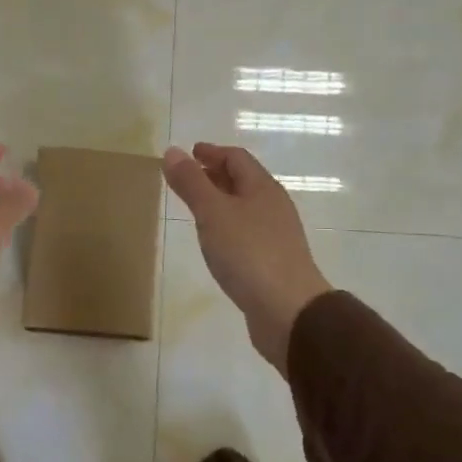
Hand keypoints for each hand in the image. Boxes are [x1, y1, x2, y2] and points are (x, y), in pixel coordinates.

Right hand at [163, 143, 331, 375]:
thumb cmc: (249, 253)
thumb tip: (172, 151)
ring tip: (198, 208)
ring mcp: (276, 235)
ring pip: (246, 208)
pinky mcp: (273, 262)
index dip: (212, 152)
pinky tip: (216, 242)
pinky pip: (247, 232)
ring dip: (222, 202)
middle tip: (189, 177)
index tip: (191, 152)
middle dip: (216, 175)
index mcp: (262, 188)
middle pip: (244, 181)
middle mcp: (273, 206)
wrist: (288, 310)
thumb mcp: (213, 213)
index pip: (237, 158)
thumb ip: (191, 183)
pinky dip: (228, 226)